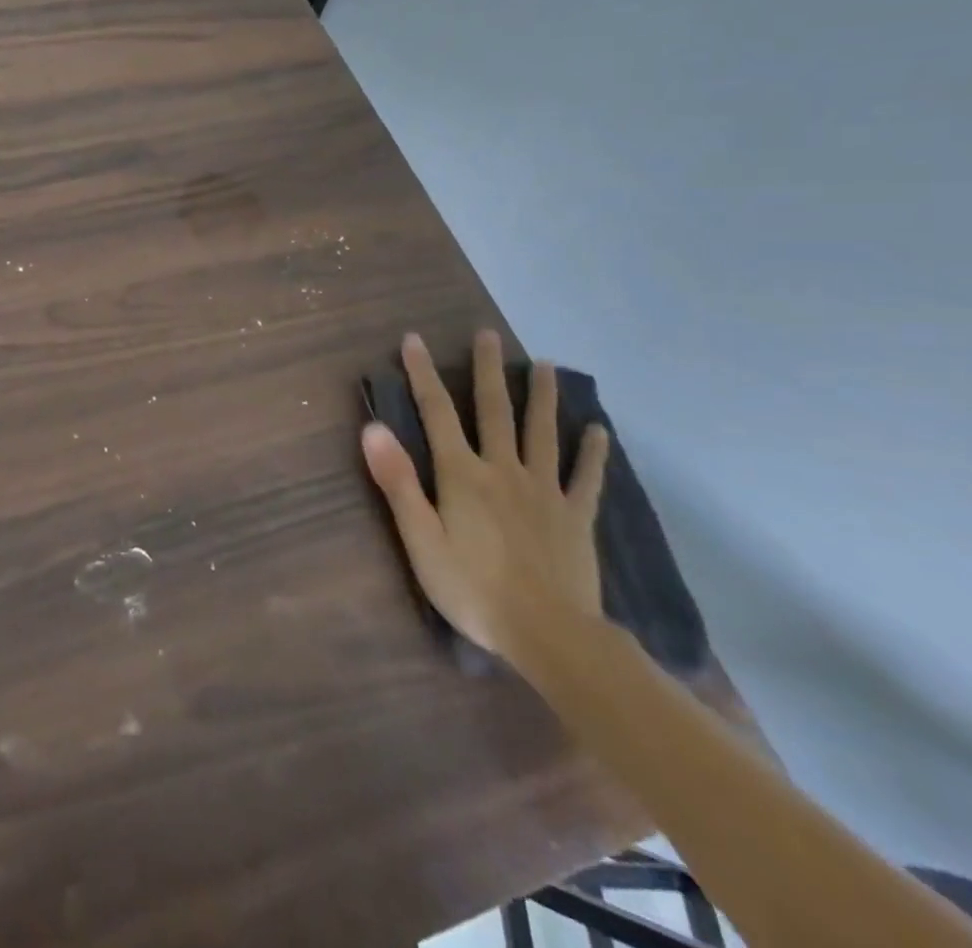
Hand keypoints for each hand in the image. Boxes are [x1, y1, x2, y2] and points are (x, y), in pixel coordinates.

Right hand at [361, 330, 607, 668]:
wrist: (549, 635)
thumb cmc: (472, 589)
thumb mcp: (420, 539)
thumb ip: (398, 482)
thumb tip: (373, 428)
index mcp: (462, 474)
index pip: (437, 412)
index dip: (423, 374)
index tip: (414, 340)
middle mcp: (503, 470)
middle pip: (494, 411)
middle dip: (488, 370)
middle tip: (488, 335)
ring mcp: (544, 491)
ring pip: (542, 433)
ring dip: (542, 396)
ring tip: (546, 365)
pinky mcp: (575, 516)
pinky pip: (585, 478)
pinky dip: (592, 453)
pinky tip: (598, 431)